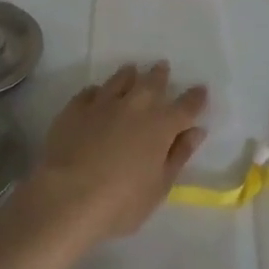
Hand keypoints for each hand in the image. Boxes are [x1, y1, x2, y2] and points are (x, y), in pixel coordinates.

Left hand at [28, 63, 207, 243]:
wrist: (67, 197)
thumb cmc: (121, 202)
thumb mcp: (160, 186)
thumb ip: (179, 155)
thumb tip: (196, 131)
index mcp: (162, 126)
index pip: (186, 106)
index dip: (195, 98)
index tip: (201, 90)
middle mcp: (135, 107)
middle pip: (152, 83)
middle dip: (160, 75)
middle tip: (162, 67)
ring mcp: (103, 104)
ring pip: (120, 80)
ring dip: (129, 75)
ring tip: (132, 71)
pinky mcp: (74, 109)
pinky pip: (90, 92)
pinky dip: (97, 92)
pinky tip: (96, 95)